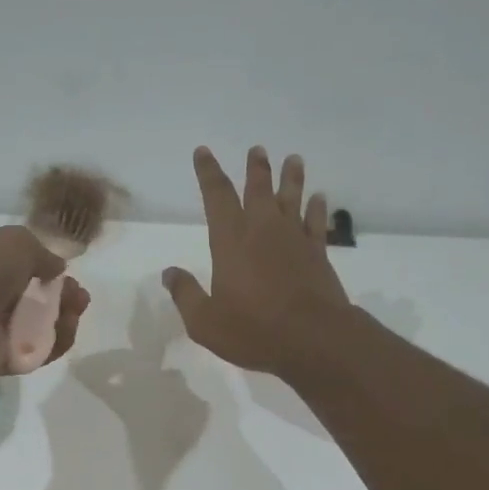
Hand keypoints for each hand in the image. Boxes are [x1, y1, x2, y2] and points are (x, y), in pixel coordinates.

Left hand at [0, 225, 90, 382]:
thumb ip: (40, 252)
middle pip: (28, 297)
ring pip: (35, 326)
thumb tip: (56, 268)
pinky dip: (55, 342)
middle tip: (78, 296)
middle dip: (59, 295)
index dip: (40, 268)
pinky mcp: (0, 360)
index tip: (64, 271)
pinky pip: (35, 352)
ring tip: (76, 310)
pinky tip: (67, 328)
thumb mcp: (14, 242)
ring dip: (61, 317)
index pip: (10, 266)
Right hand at [163, 146, 350, 377]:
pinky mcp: (318, 254)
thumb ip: (186, 294)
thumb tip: (169, 273)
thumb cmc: (253, 330)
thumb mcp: (205, 322)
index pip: (216, 196)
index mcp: (230, 241)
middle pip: (258, 190)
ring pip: (292, 199)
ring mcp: (294, 240)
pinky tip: (320, 198)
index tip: (203, 152)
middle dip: (255, 168)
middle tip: (257, 149)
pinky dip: (317, 209)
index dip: (208, 172)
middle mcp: (263, 230)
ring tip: (293, 159)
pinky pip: (316, 223)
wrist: (313, 340)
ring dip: (291, 178)